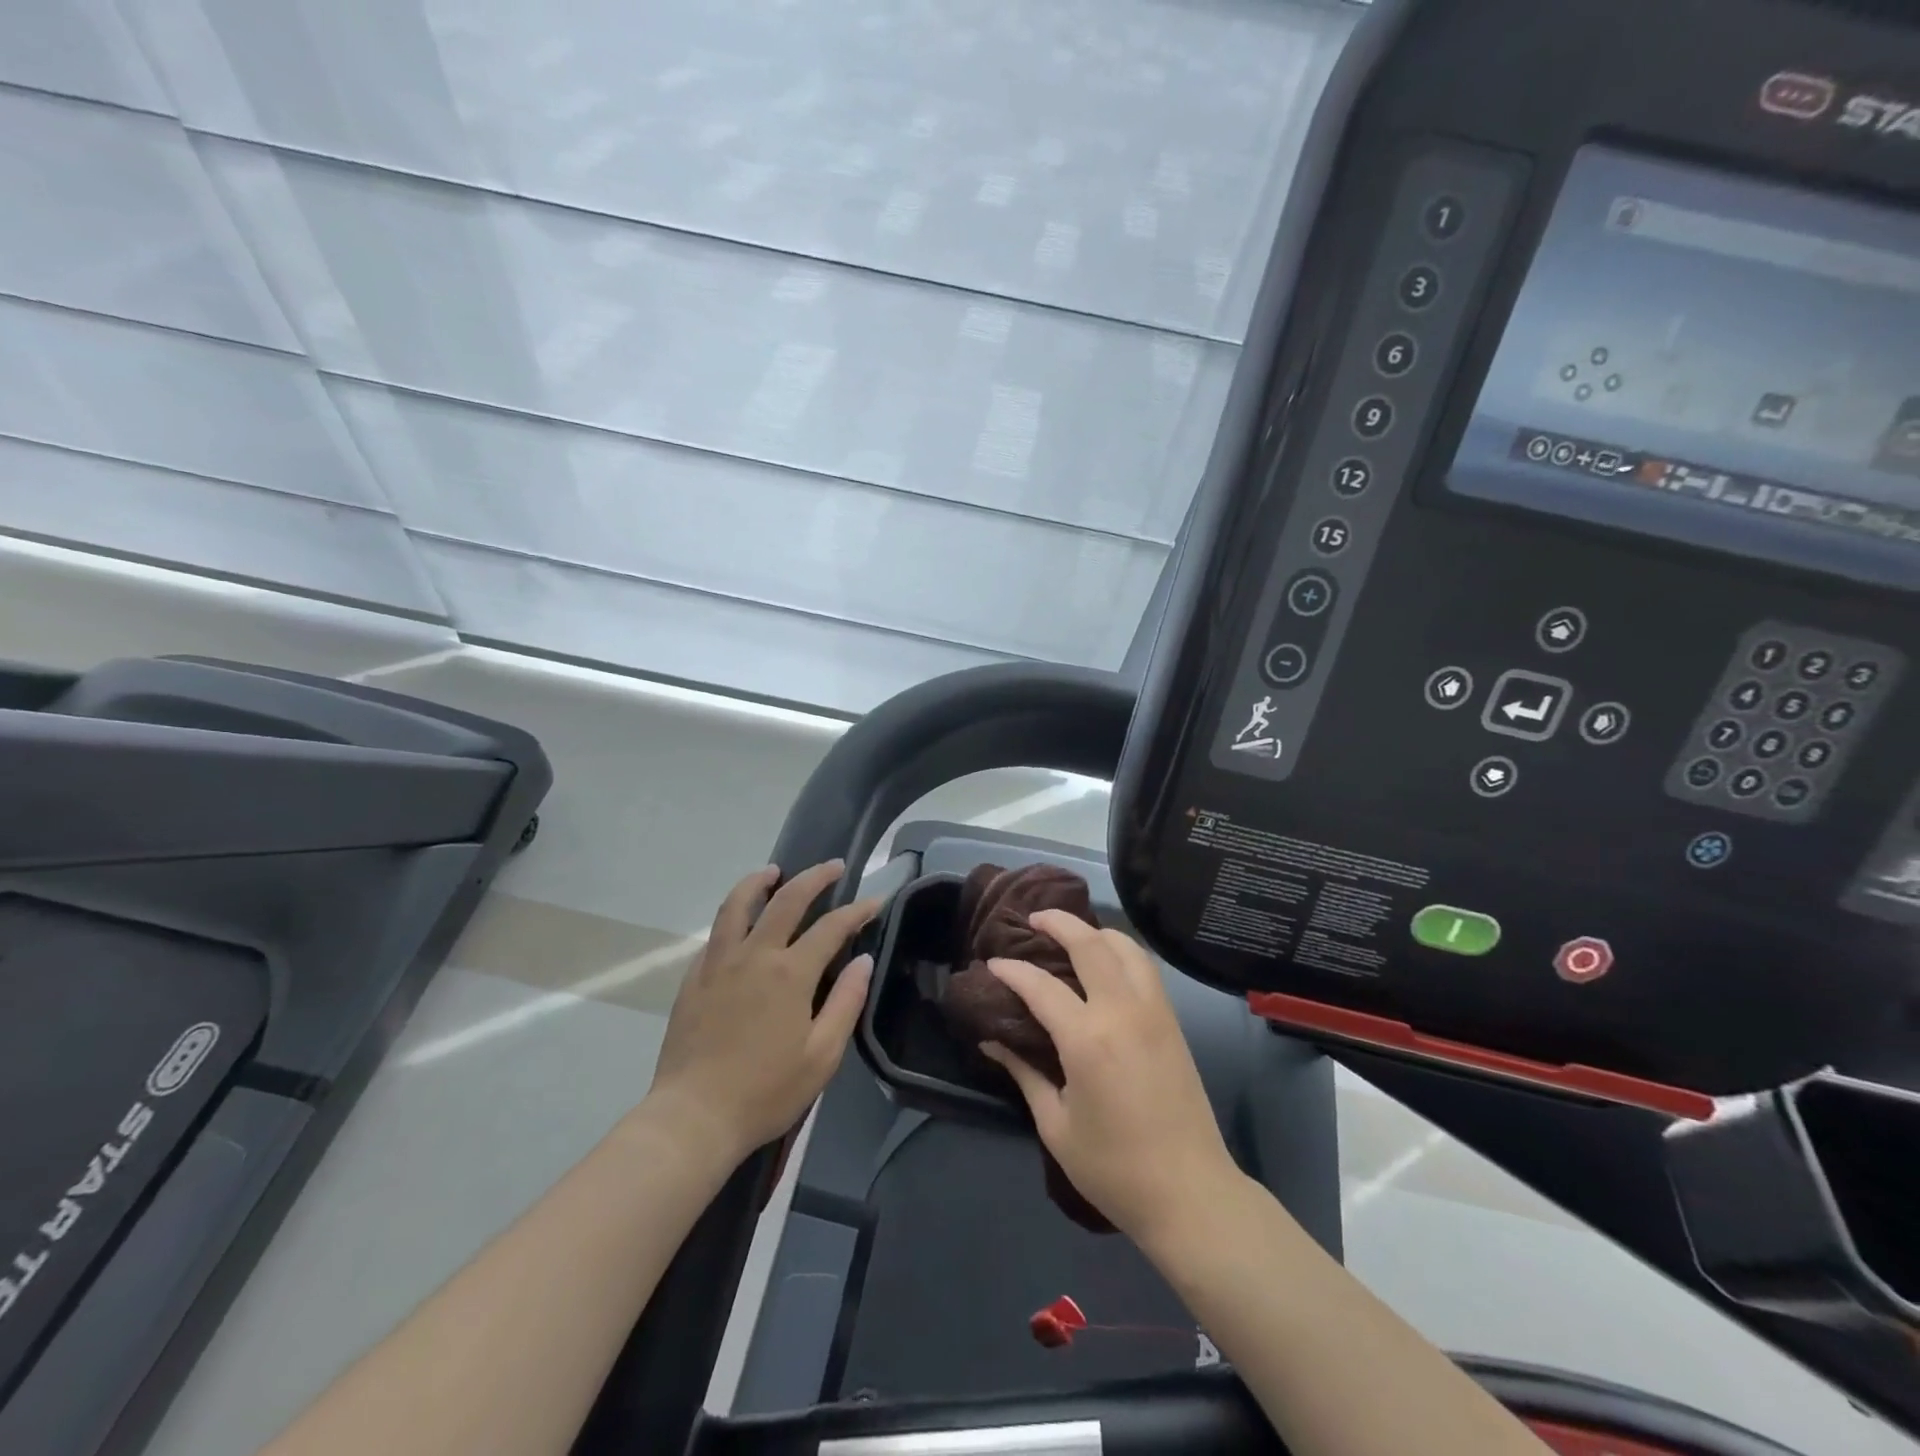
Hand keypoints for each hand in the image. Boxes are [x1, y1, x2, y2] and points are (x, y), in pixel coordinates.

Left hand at [647, 861, 879, 1160]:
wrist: (694, 1117)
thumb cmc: (766, 1091)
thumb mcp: (822, 1055)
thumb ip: (845, 1002)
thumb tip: (863, 961)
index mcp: (790, 973)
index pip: (831, 927)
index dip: (857, 911)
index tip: (874, 901)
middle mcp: (755, 955)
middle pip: (786, 899)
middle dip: (814, 877)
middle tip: (833, 866)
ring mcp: (719, 963)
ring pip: (738, 904)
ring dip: (760, 881)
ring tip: (773, 871)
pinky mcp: (694, 978)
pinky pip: (716, 933)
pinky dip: (733, 916)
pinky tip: (740, 922)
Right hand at [981, 912, 1240, 1244]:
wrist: (1190, 1193)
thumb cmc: (1114, 1168)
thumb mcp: (1056, 1125)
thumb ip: (1024, 1073)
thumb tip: (992, 1040)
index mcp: (1087, 1039)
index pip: (1041, 986)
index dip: (1012, 971)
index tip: (992, 964)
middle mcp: (1122, 1011)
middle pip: (1090, 944)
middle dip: (1059, 922)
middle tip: (1034, 919)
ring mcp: (1153, 1012)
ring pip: (1126, 947)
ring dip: (1096, 931)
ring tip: (1072, 933)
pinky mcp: (1172, 1021)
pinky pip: (1145, 967)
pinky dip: (1121, 950)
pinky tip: (1106, 961)